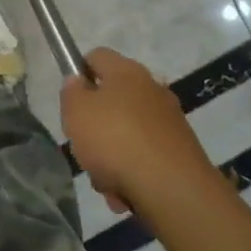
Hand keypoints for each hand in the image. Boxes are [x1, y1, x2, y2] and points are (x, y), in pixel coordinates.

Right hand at [61, 48, 218, 218]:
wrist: (171, 187)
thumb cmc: (114, 139)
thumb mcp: (76, 112)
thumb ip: (72, 93)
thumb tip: (78, 82)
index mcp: (126, 72)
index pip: (96, 56)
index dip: (78, 72)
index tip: (70, 99)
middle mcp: (152, 89)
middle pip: (112, 100)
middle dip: (95, 126)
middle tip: (83, 146)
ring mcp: (169, 121)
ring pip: (127, 133)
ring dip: (111, 157)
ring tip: (105, 181)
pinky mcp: (180, 150)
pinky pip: (145, 157)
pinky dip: (132, 173)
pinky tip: (125, 193)